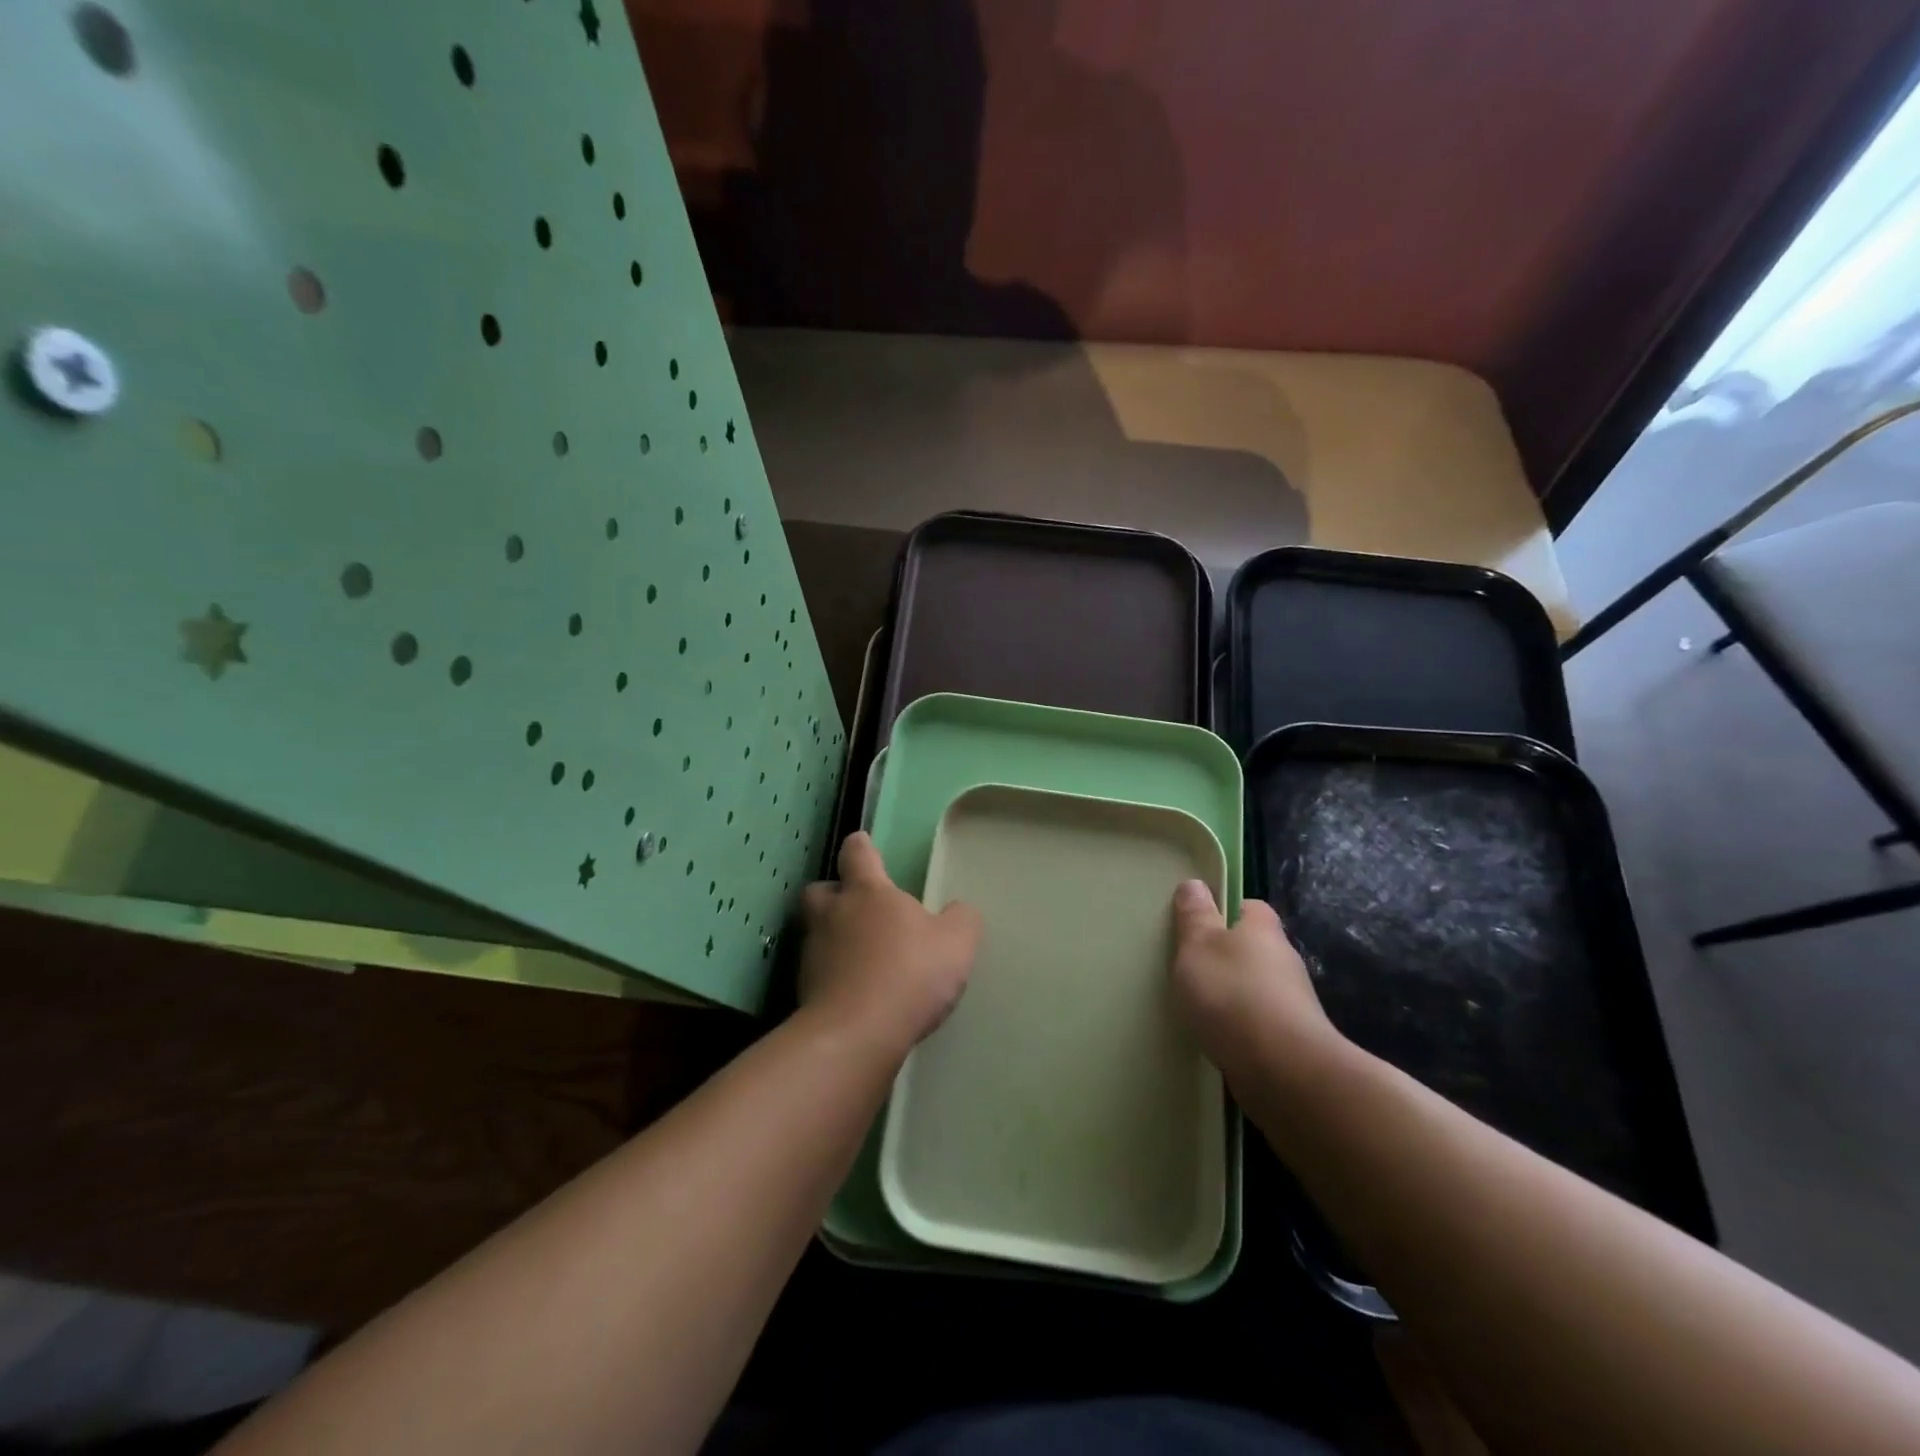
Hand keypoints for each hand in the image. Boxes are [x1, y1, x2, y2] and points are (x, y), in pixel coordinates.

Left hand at [798, 832, 981, 1059]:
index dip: (861, 847)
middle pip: (820, 890)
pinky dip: (832, 977)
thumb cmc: (909, 974)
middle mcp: (832, 914)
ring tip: (860, 957)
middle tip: (857, 908)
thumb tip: (958, 911)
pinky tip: (854, 993)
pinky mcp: (803, 991)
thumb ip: (961, 920)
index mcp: (867, 892)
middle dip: (834, 893)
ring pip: (815, 932)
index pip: (857, 853)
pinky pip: (817, 973)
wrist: (856, 1035)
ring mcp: (812, 953)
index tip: (864, 845)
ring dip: (832, 938)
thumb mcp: (956, 943)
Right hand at [1169, 880, 1342, 1080]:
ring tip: (1197, 1008)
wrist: (1284, 1072)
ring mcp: (1293, 1003)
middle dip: (1225, 957)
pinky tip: (1217, 1039)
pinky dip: (1240, 1028)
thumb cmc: (1233, 994)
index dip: (1223, 911)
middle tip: (1189, 968)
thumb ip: (1194, 916)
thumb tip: (1195, 884)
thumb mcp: (1198, 946)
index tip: (1196, 925)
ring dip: (1233, 995)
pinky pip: (1259, 1024)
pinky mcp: (1293, 1041)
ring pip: (1256, 988)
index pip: (1248, 907)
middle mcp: (1284, 960)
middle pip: (1252, 948)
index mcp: (1263, 929)